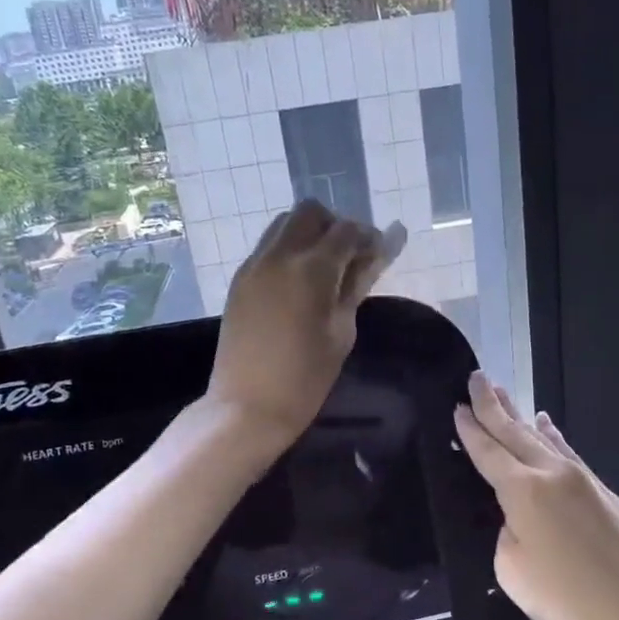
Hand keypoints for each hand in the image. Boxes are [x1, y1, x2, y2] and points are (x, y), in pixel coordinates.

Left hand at [208, 201, 403, 446]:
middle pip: (310, 213)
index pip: (347, 230)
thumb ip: (356, 286)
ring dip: (309, 235)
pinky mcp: (240, 280)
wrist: (247, 406)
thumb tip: (374, 257)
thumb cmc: (305, 378)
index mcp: (311, 269)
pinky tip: (298, 285)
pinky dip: (288, 251)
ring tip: (323, 272)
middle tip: (349, 260)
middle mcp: (279, 254)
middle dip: (335, 227)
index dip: (367, 238)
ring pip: (284, 224)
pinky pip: (268, 247)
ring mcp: (254, 265)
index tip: (378, 255)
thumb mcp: (342, 332)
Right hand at [453, 372, 618, 619]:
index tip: (457, 405)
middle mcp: (552, 473)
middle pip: (515, 431)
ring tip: (503, 394)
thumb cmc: (566, 598)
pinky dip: (552, 436)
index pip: (488, 451)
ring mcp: (582, 479)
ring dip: (520, 415)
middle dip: (493, 405)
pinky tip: (547, 425)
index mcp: (523, 490)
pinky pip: (566, 451)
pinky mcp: (603, 491)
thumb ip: (505, 532)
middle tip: (477, 377)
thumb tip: (518, 519)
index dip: (470, 428)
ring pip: (543, 437)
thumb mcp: (511, 569)